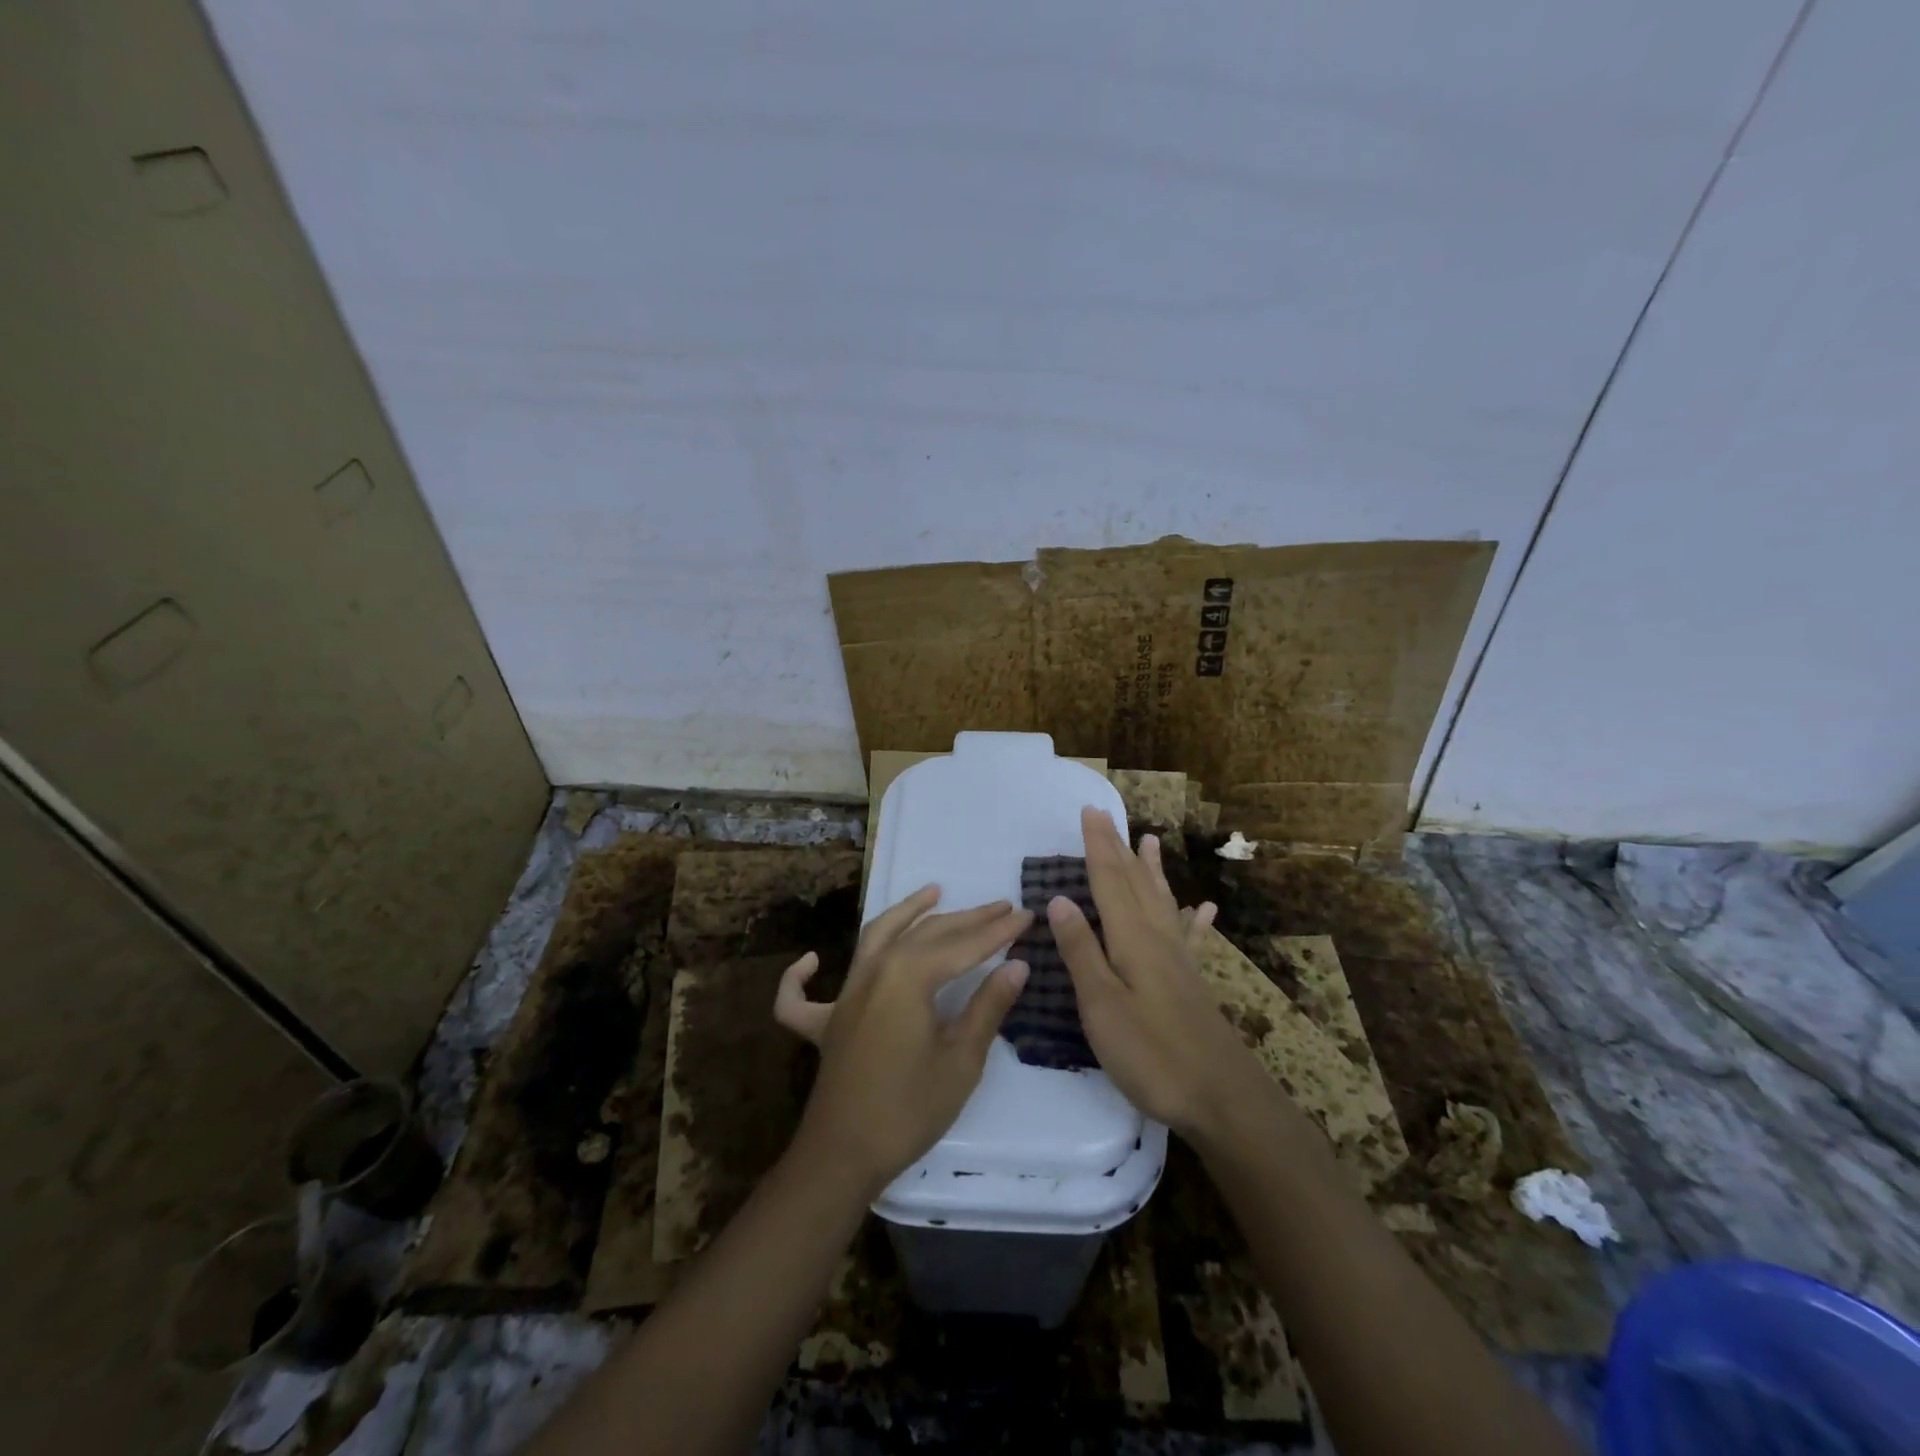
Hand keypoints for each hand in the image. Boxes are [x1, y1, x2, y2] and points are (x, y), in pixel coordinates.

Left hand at [775, 887, 1031, 1193]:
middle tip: (1000, 907)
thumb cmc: (909, 1108)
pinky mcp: (826, 1024)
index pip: (963, 946)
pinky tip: (811, 960)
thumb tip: (1017, 965)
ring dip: (905, 913)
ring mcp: (844, 995)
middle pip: (925, 934)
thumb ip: (988, 1006)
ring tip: (932, 892)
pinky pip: (804, 995)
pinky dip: (801, 975)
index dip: (998, 932)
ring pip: (875, 938)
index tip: (1027, 916)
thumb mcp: (961, 1060)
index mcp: (908, 977)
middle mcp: (874, 972)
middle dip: (967, 919)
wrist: (844, 1155)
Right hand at [1049, 806, 1259, 1140]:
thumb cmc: (1152, 1053)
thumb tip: (1060, 899)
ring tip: (1150, 841)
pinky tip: (1203, 909)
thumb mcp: (1102, 1005)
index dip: (1097, 846)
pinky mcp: (1192, 983)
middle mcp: (1157, 938)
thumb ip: (1081, 951)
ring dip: (1152, 870)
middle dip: (1118, 848)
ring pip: (1161, 901)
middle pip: (1134, 883)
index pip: (1109, 880)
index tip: (1089, 811)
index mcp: (1132, 939)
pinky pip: (1190, 937)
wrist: (1223, 1098)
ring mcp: (1179, 960)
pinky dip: (1193, 918)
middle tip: (1108, 816)